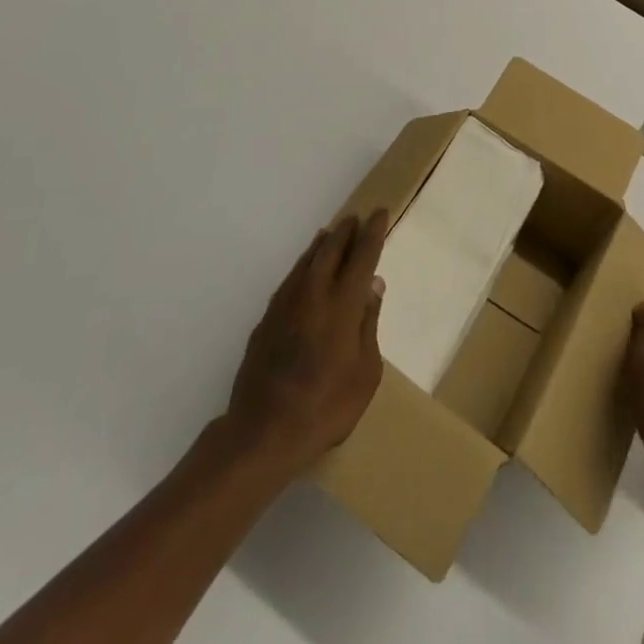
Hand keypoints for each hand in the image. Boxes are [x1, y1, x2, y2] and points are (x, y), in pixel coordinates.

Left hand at [222, 210, 388, 475]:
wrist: (263, 430)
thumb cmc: (326, 407)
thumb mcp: (366, 372)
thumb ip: (369, 324)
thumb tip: (372, 285)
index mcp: (343, 304)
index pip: (362, 256)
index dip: (373, 233)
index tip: (380, 213)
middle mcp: (314, 293)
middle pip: (332, 250)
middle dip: (346, 231)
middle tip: (356, 218)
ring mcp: (286, 303)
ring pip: (308, 260)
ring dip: (323, 243)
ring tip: (332, 232)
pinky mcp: (267, 318)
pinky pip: (292, 277)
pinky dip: (304, 264)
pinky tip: (306, 269)